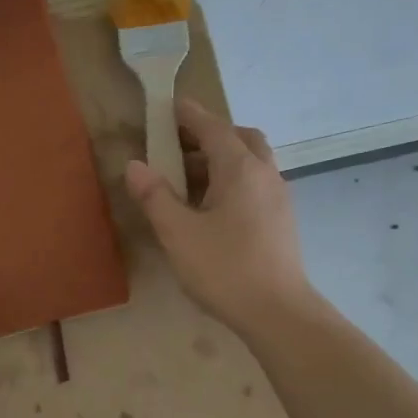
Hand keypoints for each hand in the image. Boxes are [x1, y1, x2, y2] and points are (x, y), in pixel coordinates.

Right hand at [125, 97, 312, 333]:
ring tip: (190, 178)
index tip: (170, 105)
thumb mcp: (178, 233)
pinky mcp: (282, 219)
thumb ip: (155, 196)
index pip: (212, 128)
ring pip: (252, 161)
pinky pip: (256, 182)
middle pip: (240, 138)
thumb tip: (135, 165)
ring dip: (223, 158)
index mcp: (239, 169)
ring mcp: (278, 196)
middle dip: (210, 134)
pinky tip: (214, 206)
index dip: (189, 115)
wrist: (278, 312)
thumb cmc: (224, 268)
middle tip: (179, 145)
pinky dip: (234, 178)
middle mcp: (264, 173)